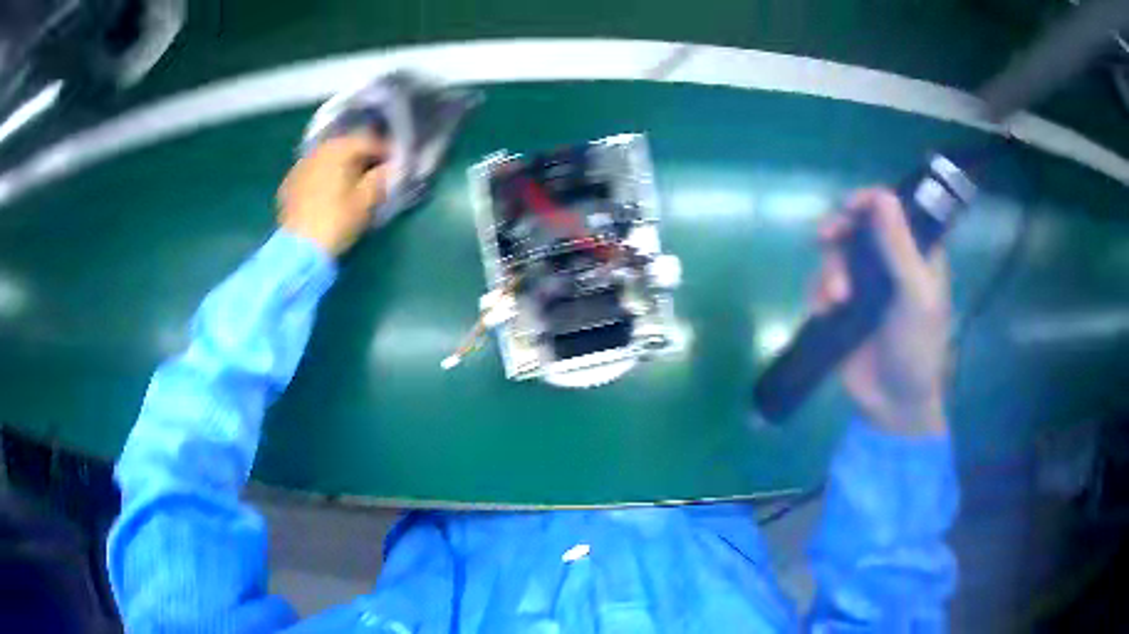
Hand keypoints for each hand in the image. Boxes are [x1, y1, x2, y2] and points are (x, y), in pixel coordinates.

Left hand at [278, 133, 389, 256]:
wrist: (298, 249)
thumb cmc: (336, 221)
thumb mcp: (365, 202)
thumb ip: (379, 179)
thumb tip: (390, 167)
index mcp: (339, 150)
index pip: (367, 141)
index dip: (384, 150)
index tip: (394, 161)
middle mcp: (318, 151)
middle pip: (344, 146)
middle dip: (359, 154)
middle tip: (373, 167)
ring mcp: (299, 166)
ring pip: (325, 157)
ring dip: (340, 164)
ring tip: (350, 178)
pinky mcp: (288, 184)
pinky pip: (312, 172)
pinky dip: (323, 176)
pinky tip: (328, 190)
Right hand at [813, 188, 950, 436]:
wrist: (894, 404)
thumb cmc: (918, 348)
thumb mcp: (916, 296)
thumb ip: (900, 247)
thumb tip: (881, 194)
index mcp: (915, 255)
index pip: (892, 211)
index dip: (870, 201)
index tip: (851, 206)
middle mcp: (887, 263)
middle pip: (856, 227)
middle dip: (840, 231)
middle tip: (827, 236)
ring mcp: (862, 286)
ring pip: (834, 255)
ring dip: (830, 270)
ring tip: (837, 299)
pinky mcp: (840, 309)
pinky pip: (820, 286)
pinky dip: (818, 294)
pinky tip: (826, 312)